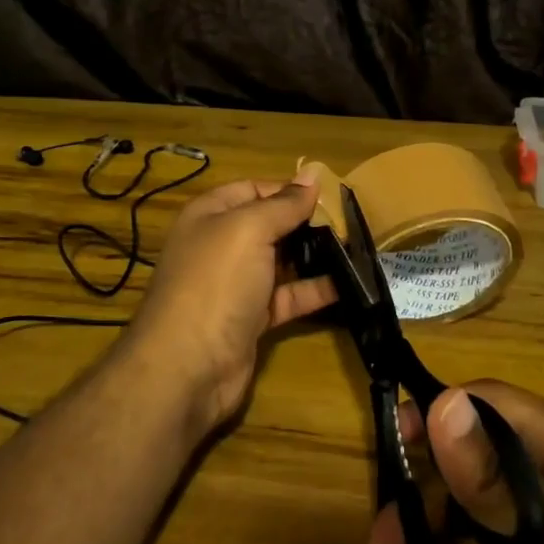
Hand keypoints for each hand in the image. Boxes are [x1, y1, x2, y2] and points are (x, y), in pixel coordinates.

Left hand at [123, 167, 336, 433]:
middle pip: (269, 225)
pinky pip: (288, 297)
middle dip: (306, 222)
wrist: (187, 367)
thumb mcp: (249, 230)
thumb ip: (283, 204)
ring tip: (356, 248)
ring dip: (314, 255)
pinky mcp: (252, 319)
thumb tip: (312, 175)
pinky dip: (314, 290)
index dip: (289, 190)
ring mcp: (236, 284)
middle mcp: (220, 245)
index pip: (253, 189)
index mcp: (210, 215)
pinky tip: (348, 284)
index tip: (330, 195)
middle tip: (350, 221)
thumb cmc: (216, 282)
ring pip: (280, 261)